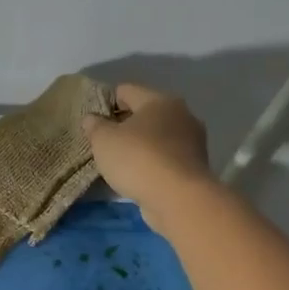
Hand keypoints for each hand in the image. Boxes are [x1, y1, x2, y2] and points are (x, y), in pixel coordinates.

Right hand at [82, 83, 215, 216]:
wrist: (179, 199)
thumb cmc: (138, 159)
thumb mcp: (103, 140)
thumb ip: (95, 126)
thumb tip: (92, 118)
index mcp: (159, 100)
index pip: (126, 90)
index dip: (106, 103)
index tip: (93, 121)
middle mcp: (181, 114)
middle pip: (145, 113)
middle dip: (125, 124)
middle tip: (104, 141)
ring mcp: (193, 141)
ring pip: (158, 136)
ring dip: (141, 145)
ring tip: (120, 161)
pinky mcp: (196, 166)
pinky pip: (167, 156)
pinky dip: (153, 162)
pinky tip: (138, 175)